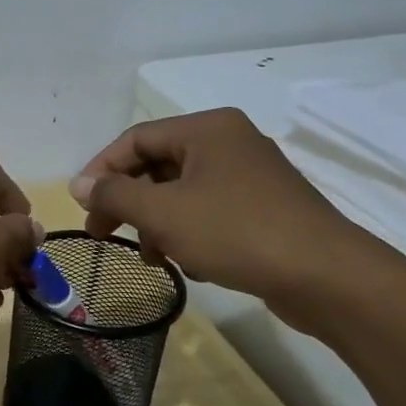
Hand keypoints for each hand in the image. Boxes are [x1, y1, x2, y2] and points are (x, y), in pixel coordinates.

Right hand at [70, 110, 376, 315]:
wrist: (326, 277)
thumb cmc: (236, 232)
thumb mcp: (162, 212)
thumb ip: (114, 194)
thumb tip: (78, 184)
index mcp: (206, 128)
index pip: (135, 138)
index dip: (101, 170)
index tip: (82, 206)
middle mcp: (229, 142)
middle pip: (158, 165)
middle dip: (127, 201)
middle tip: (103, 234)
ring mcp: (250, 176)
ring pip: (181, 192)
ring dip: (155, 222)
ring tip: (150, 256)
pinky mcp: (264, 208)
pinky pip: (209, 211)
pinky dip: (187, 232)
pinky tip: (188, 263)